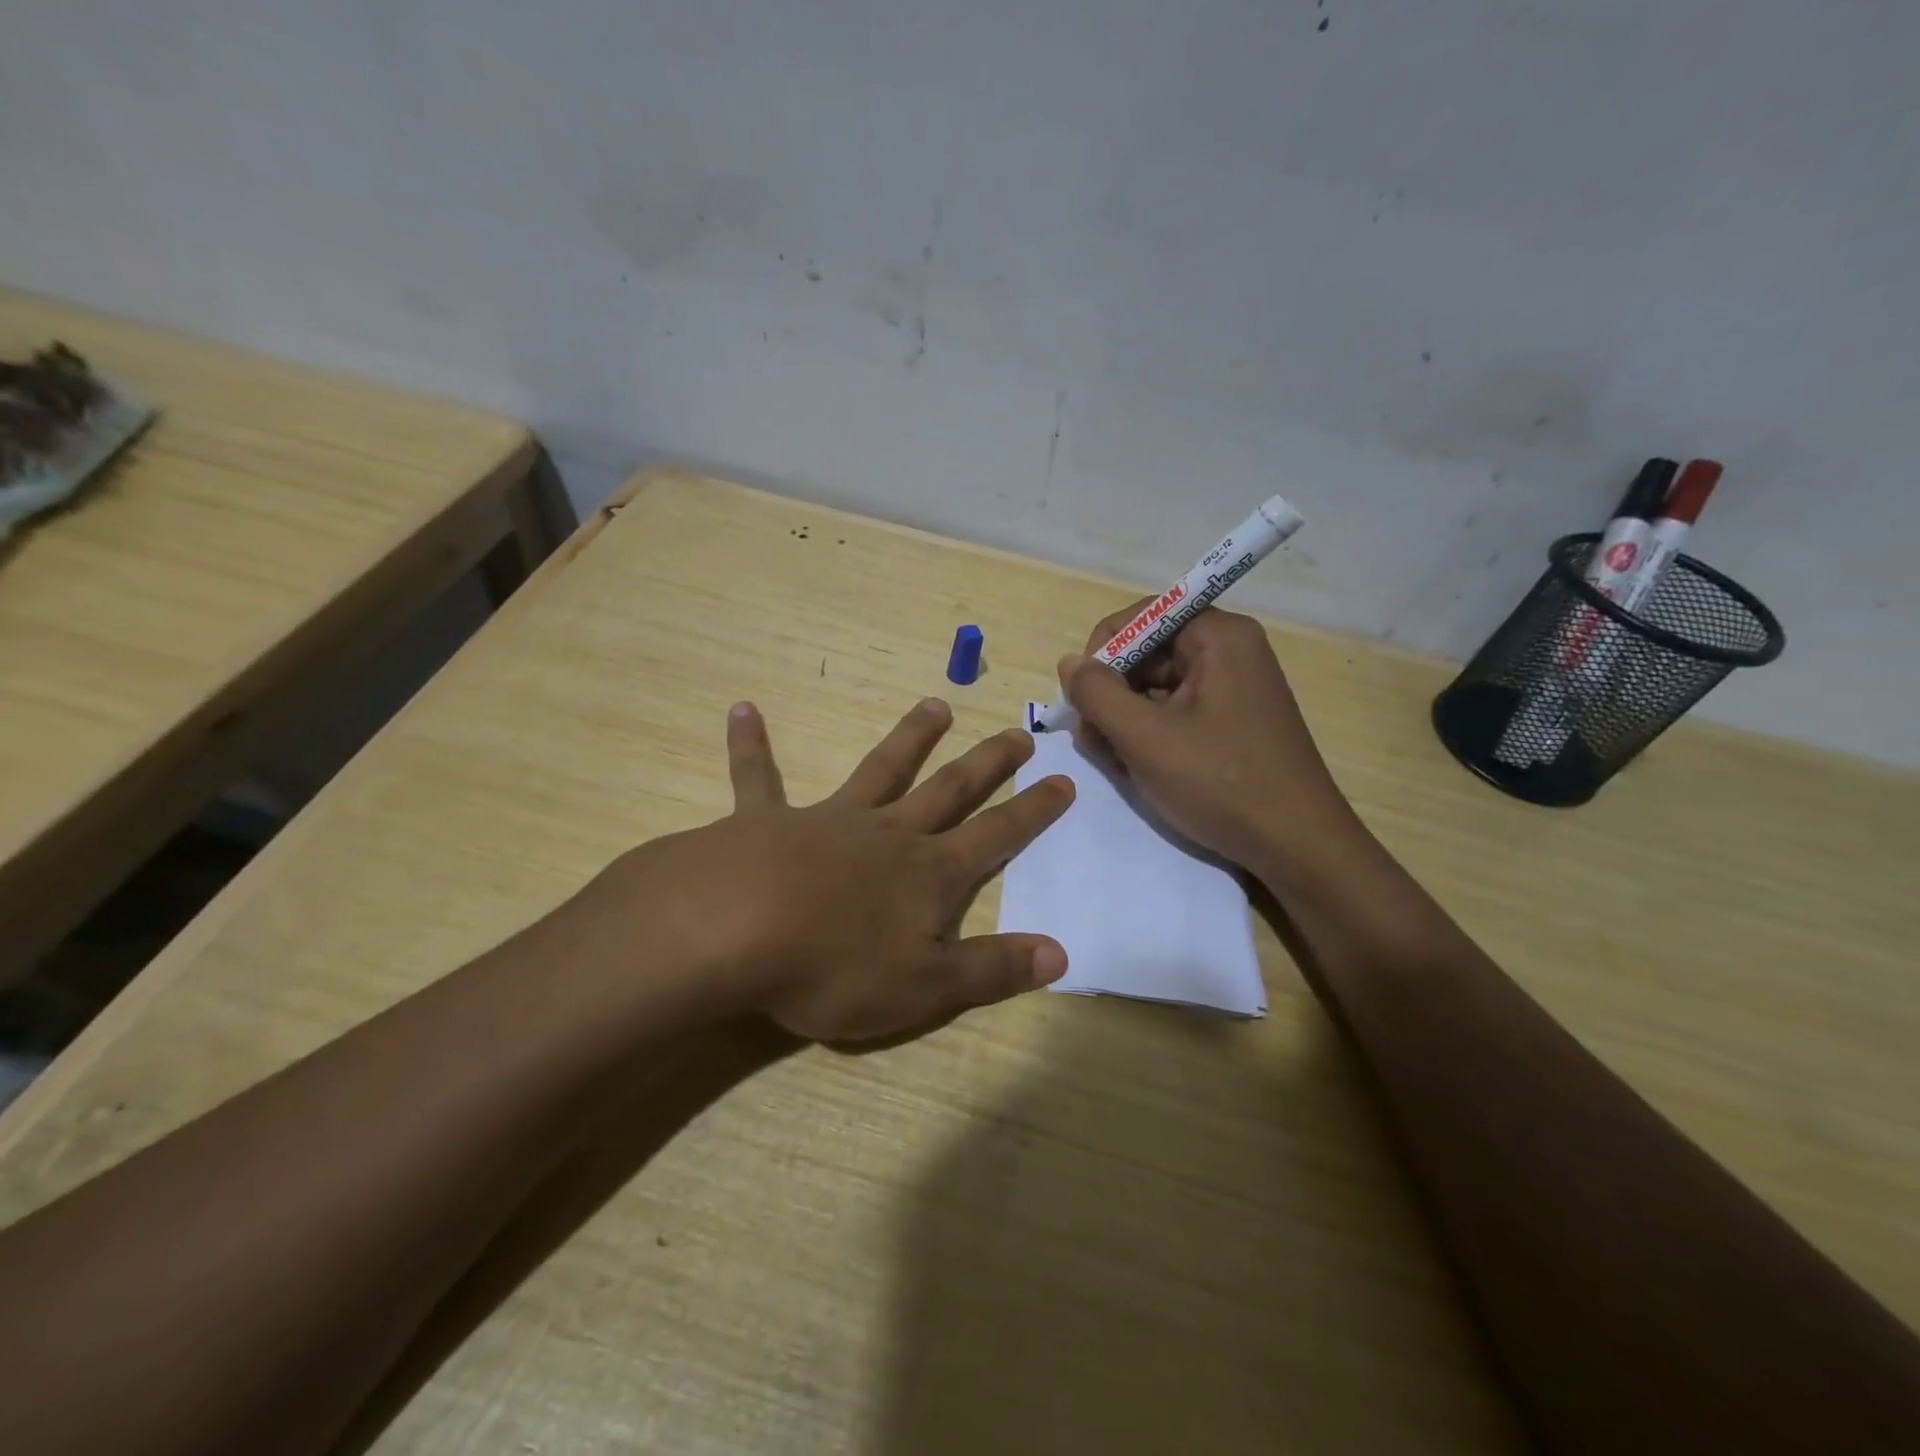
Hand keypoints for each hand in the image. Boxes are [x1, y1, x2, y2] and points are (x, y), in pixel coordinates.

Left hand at [593, 697, 1074, 1043]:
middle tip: (1016, 733)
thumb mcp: (925, 986)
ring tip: (935, 705)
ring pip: (879, 769)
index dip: (1033, 812)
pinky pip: (758, 777)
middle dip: (987, 764)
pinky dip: (751, 744)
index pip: (995, 836)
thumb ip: (992, 970)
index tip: (1064, 781)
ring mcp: (829, 819)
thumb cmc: (835, 967)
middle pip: (949, 789)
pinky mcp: (768, 819)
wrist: (736, 930)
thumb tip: (1060, 953)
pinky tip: (742, 709)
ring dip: (909, 737)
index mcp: (928, 873)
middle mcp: (888, 833)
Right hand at [1059, 603, 1359, 874]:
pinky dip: (1151, 732)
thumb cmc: (1220, 783)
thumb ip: (1097, 693)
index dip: (1102, 651)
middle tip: (1092, 739)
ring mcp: (1235, 687)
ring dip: (1126, 717)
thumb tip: (1069, 663)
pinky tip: (1138, 766)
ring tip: (1114, 760)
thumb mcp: (1145, 737)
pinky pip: (1178, 710)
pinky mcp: (1235, 720)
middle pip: (1148, 652)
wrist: (1297, 846)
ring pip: (1159, 686)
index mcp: (1218, 636)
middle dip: (1112, 692)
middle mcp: (1231, 650)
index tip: (1083, 699)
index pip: (1141, 617)